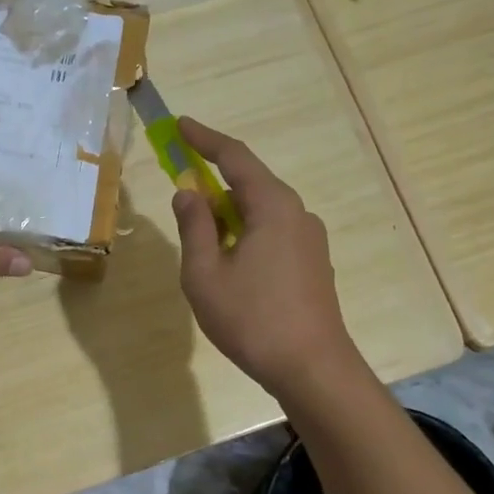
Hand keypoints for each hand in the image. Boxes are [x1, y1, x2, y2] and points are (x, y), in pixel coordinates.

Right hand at [169, 117, 358, 397]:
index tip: (180, 125)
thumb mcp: (205, 274)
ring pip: (261, 211)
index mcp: (272, 207)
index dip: (204, 139)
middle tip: (181, 187)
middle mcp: (297, 213)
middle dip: (214, 180)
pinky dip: (245, 233)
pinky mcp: (312, 263)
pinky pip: (272, 232)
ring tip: (201, 242)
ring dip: (228, 214)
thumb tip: (188, 193)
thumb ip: (194, 227)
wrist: (312, 368)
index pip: (235, 158)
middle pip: (250, 183)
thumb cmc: (252, 319)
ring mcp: (309, 239)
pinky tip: (230, 263)